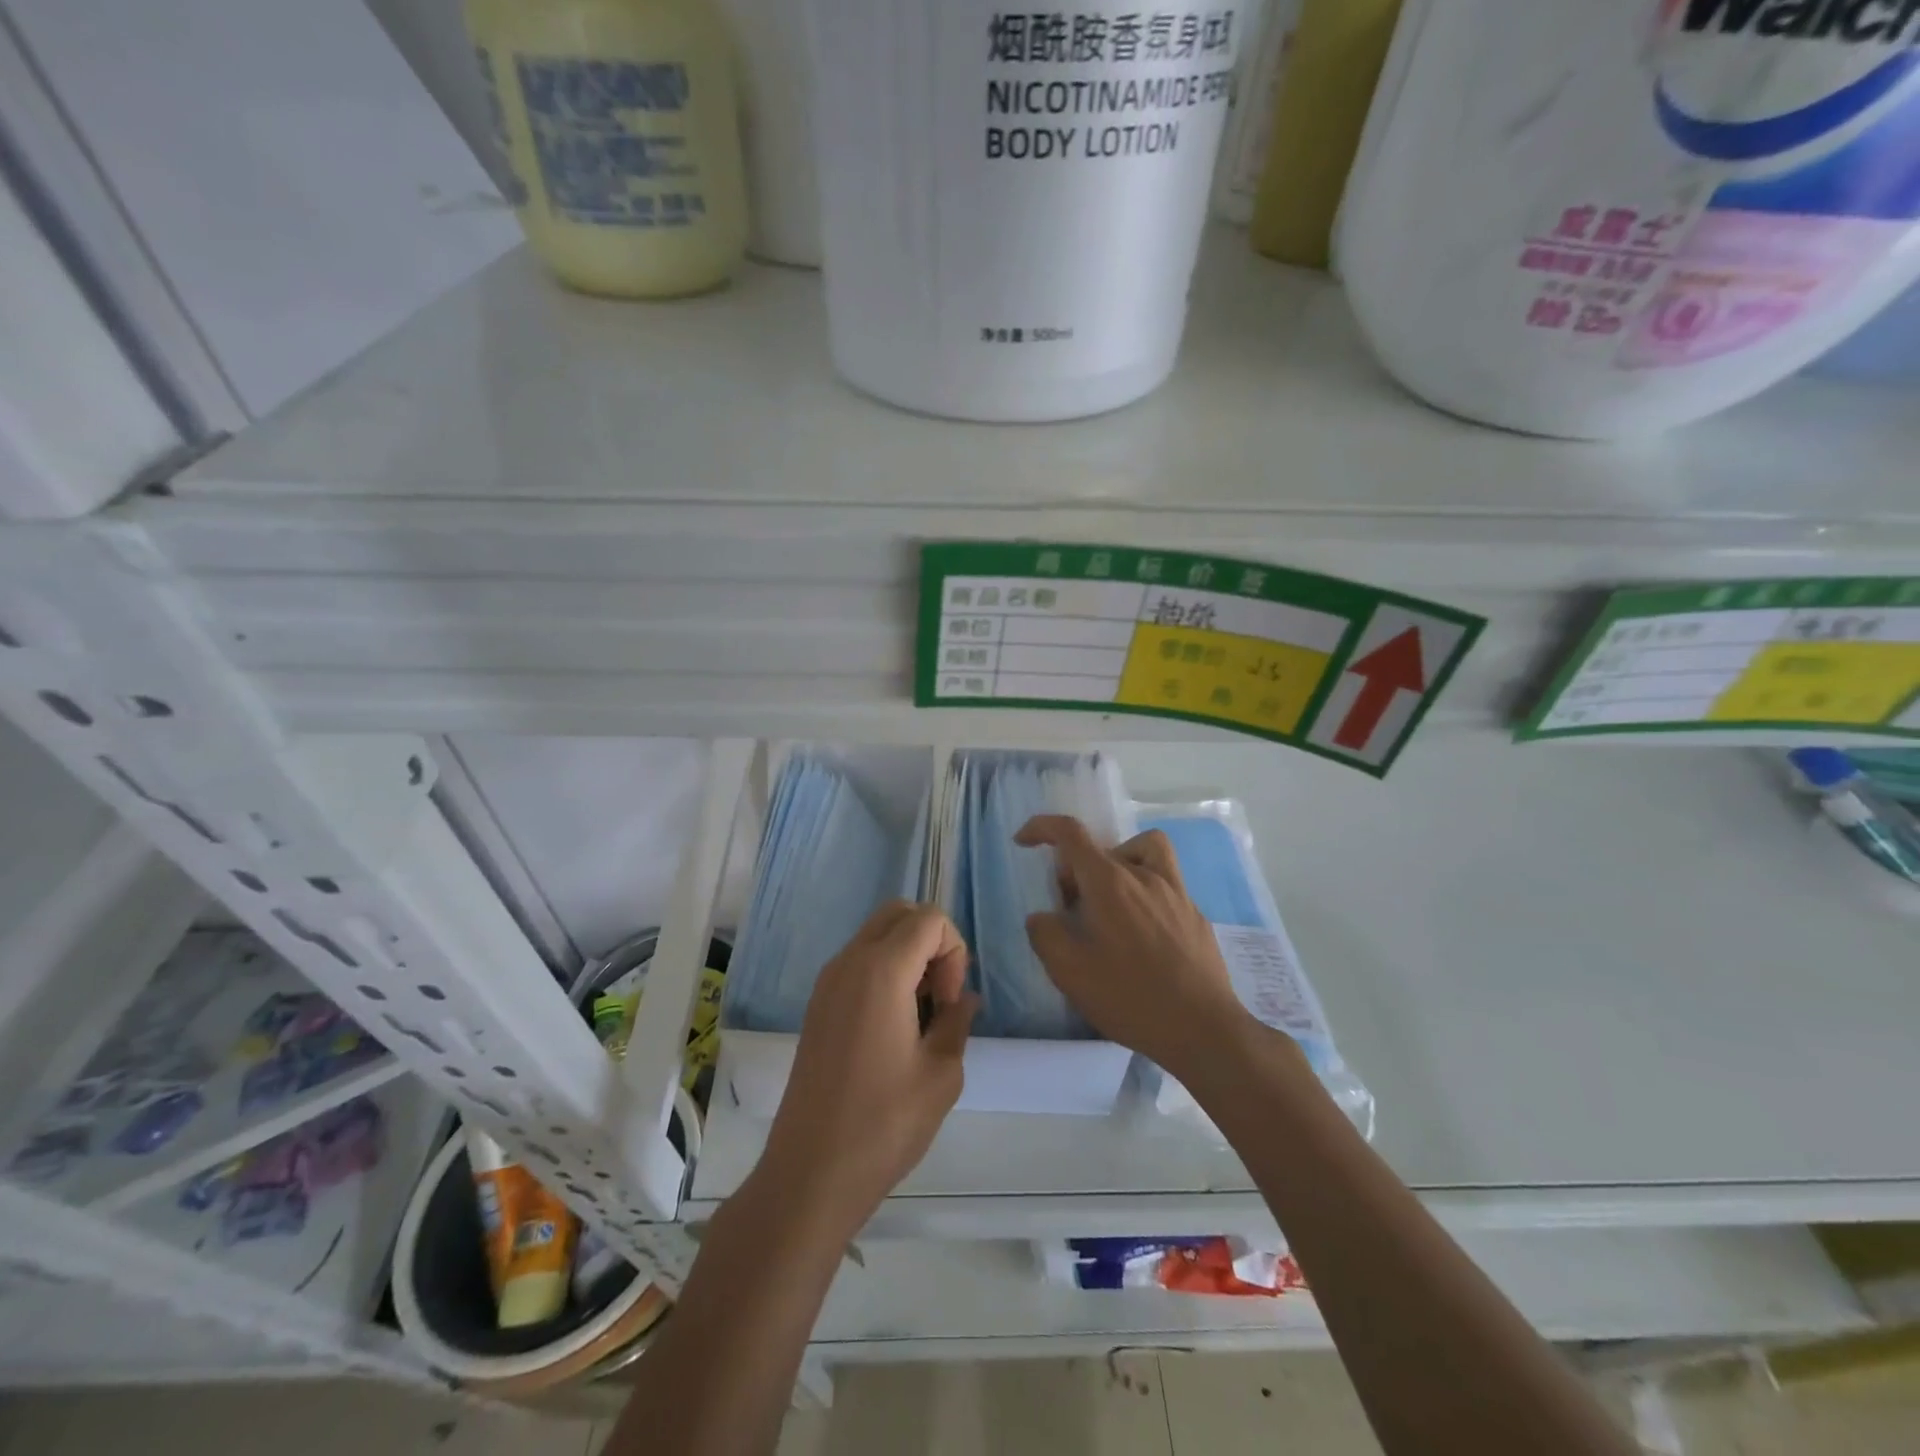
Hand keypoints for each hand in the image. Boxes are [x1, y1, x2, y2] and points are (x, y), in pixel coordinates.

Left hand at [760, 902, 977, 1236]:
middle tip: (940, 997)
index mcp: (881, 970)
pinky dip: (885, 971)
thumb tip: (962, 999)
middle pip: (900, 914)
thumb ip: (957, 1021)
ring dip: (908, 956)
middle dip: (932, 942)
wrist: (810, 1172)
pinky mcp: (818, 1004)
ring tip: (921, 1014)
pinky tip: (896, 1025)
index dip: (954, 951)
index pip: (929, 919)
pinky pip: (859, 961)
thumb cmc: (883, 1123)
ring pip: (877, 934)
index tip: (949, 1003)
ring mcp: (828, 982)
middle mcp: (849, 962)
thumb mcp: (941, 1073)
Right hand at [1017, 815, 1250, 1079]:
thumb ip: (1045, 934)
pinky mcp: (1195, 914)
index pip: (1070, 833)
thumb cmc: (1130, 997)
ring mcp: (1175, 892)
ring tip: (1110, 901)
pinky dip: (1144, 890)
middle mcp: (1143, 875)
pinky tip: (1141, 932)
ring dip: (1119, 862)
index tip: (1024, 841)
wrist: (1203, 1029)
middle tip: (1069, 908)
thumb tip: (1043, 917)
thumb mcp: (1069, 972)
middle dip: (1076, 868)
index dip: (1042, 828)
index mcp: (1109, 882)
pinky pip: (1165, 882)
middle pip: (1102, 847)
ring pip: (1144, 851)